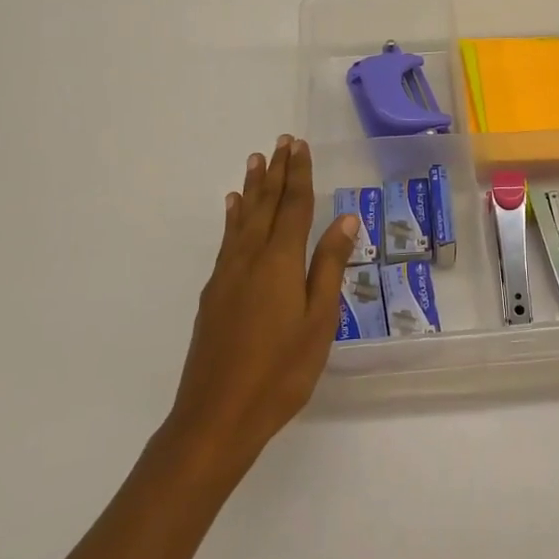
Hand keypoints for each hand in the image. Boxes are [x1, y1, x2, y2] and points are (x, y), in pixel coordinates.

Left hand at [168, 136, 359, 470]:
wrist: (217, 416)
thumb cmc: (280, 372)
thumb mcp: (319, 321)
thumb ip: (329, 267)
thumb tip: (345, 220)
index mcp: (280, 262)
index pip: (293, 206)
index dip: (299, 174)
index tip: (300, 146)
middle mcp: (250, 258)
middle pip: (265, 205)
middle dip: (276, 172)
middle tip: (281, 142)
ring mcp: (227, 275)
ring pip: (242, 219)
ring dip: (252, 187)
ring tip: (255, 160)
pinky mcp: (213, 294)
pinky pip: (227, 240)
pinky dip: (232, 218)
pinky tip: (232, 210)